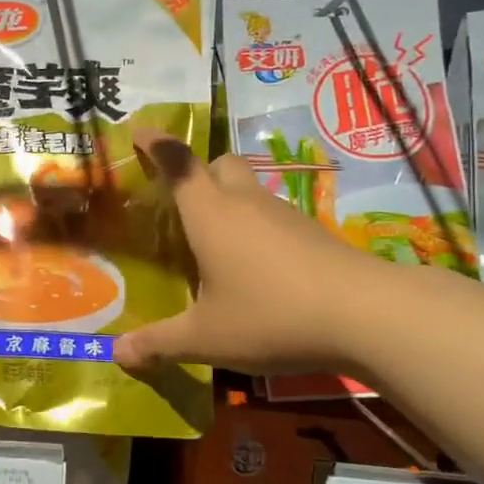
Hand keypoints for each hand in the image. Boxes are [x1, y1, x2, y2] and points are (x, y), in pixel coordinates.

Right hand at [114, 133, 384, 374]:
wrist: (365, 314)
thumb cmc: (270, 315)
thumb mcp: (205, 338)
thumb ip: (159, 343)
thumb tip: (118, 352)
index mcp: (209, 214)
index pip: (178, 163)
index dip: (156, 144)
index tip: (139, 132)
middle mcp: (245, 202)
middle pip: (219, 164)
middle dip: (198, 172)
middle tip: (182, 204)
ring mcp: (284, 215)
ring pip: (249, 190)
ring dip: (229, 203)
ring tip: (216, 244)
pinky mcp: (313, 233)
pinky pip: (273, 217)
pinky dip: (257, 229)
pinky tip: (257, 268)